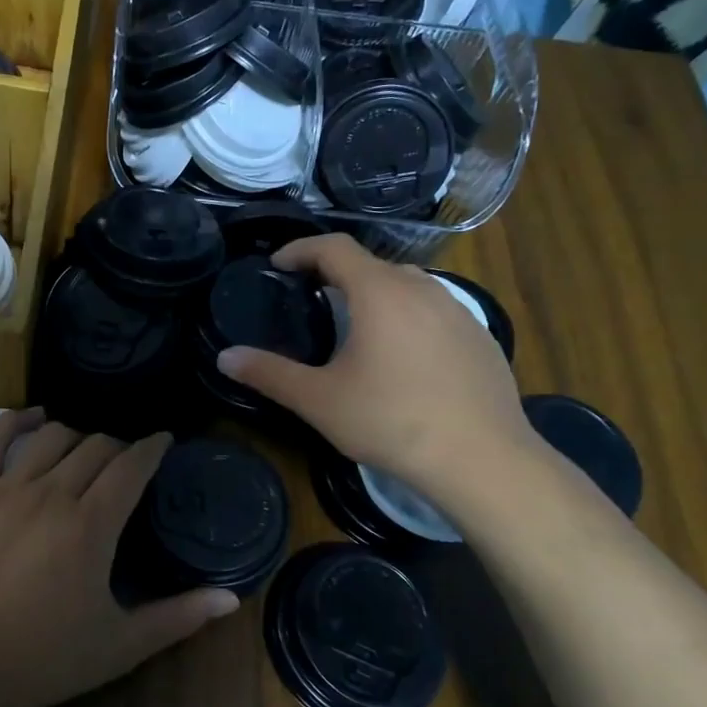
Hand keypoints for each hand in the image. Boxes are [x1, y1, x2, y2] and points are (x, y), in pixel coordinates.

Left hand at [0, 409, 239, 706]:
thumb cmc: (45, 660)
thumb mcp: (121, 645)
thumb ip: (179, 617)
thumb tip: (232, 597)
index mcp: (90, 526)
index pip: (131, 466)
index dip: (152, 448)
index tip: (164, 441)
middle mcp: (49, 494)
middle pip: (95, 447)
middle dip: (119, 448)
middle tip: (125, 464)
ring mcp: (4, 490)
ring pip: (50, 437)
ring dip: (76, 436)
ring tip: (84, 451)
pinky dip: (14, 420)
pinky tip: (31, 417)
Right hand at [216, 234, 534, 508]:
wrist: (482, 459)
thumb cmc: (392, 421)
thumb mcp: (319, 400)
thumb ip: (269, 374)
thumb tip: (224, 357)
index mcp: (380, 292)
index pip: (334, 247)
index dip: (300, 249)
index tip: (278, 265)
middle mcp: (422, 288)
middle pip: (371, 264)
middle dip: (336, 274)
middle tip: (311, 299)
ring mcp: (459, 310)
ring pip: (407, 285)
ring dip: (375, 293)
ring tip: (355, 326)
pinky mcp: (481, 336)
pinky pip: (435, 310)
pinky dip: (407, 317)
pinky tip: (403, 357)